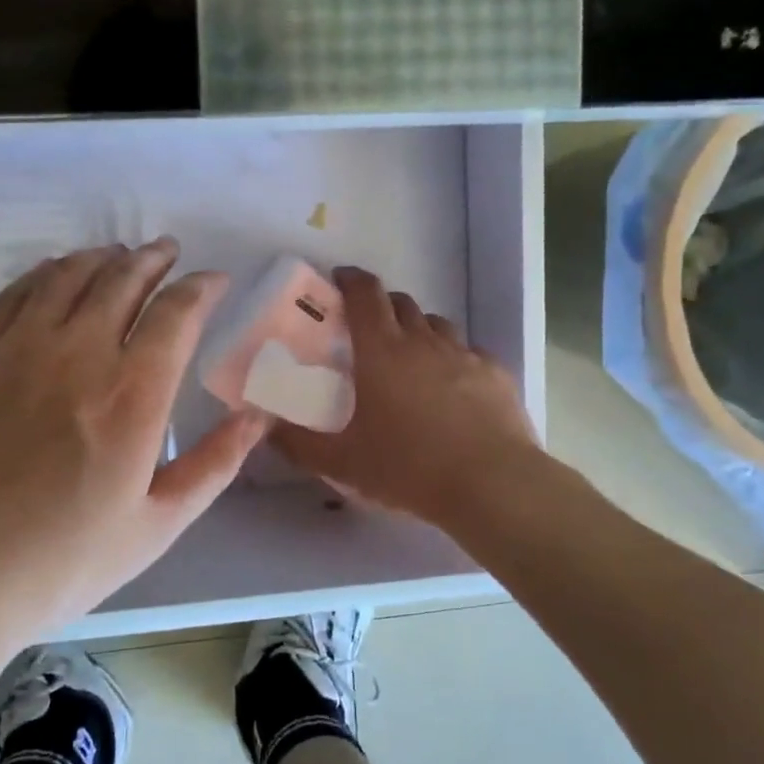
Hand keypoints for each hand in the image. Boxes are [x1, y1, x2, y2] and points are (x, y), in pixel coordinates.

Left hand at [0, 238, 269, 649]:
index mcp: (131, 394)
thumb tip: (259, 416)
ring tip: (118, 255)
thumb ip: (213, 465)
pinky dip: (45, 274)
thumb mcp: (155, 527)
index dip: (202, 287)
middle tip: (168, 253)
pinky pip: (14, 293)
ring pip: (67, 275)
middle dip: (154, 259)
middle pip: (123, 279)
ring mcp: (14, 347)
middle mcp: (76, 352)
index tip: (215, 280)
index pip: (177, 313)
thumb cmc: (57, 563)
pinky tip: (53, 276)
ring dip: (102, 258)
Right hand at [270, 267, 543, 529]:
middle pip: (401, 303)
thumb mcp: (344, 463)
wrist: (493, 484)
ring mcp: (464, 355)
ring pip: (437, 324)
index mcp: (382, 352)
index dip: (350, 280)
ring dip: (418, 330)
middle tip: (368, 330)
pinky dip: (453, 358)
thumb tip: (268, 431)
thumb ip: (300, 445)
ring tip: (410, 358)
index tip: (339, 280)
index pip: (365, 295)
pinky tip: (452, 387)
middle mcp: (423, 341)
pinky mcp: (495, 373)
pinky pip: (469, 352)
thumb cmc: (409, 468)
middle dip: (382, 306)